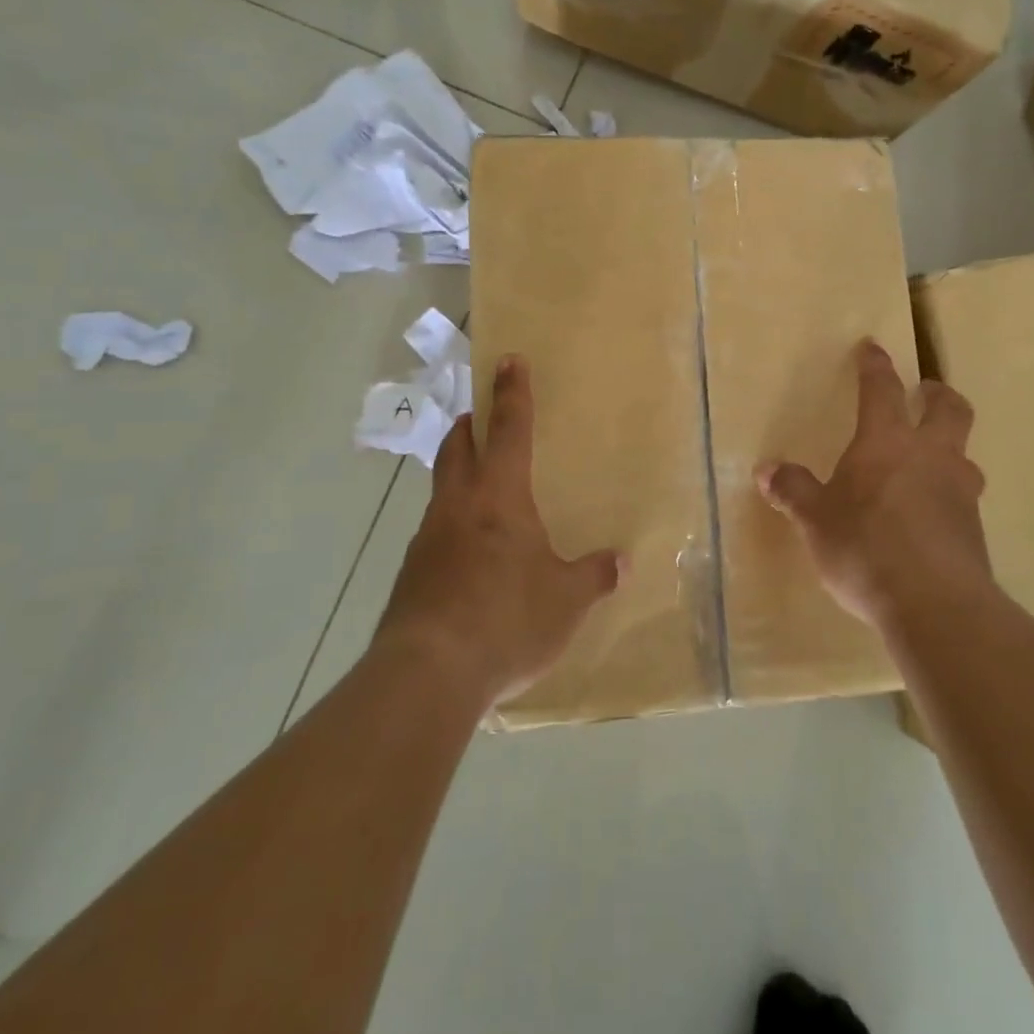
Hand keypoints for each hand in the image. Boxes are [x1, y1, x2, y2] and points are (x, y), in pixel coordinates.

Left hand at [374, 354, 621, 709]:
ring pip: (442, 488)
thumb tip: (621, 561)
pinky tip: (468, 555)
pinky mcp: (411, 574)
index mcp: (500, 497)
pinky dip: (452, 524)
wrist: (427, 674)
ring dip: (458, 473)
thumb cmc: (506, 620)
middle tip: (482, 415)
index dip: (512, 393)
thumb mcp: (565, 601)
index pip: (509, 430)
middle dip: (471, 426)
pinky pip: (435, 531)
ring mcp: (427, 539)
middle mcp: (458, 506)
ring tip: (480, 488)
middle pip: (458, 447)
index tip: (509, 360)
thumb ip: (594, 576)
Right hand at [758, 340, 994, 634]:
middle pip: (949, 409)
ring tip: (931, 459)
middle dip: (937, 394)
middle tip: (926, 391)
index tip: (873, 347)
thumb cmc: (864, 548)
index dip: (875, 366)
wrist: (934, 604)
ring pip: (964, 453)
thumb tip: (768, 470)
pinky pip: (963, 497)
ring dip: (949, 447)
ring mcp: (959, 491)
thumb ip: (794, 491)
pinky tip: (932, 515)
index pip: (881, 390)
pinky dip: (949, 493)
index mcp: (886, 442)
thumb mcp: (815, 520)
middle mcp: (930, 455)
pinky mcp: (974, 529)